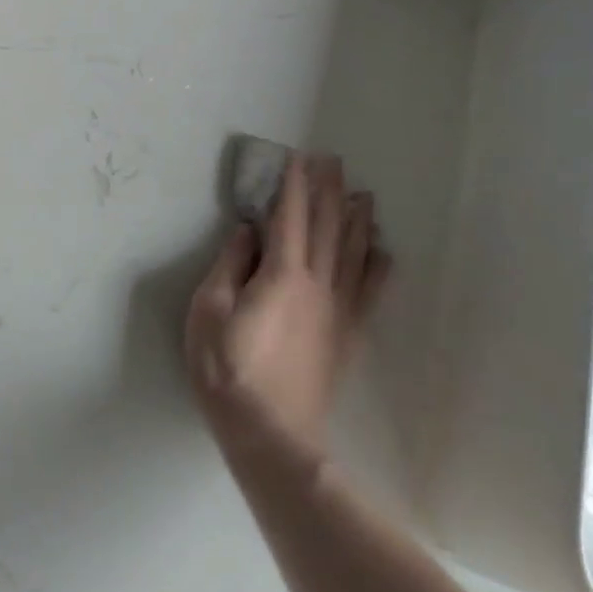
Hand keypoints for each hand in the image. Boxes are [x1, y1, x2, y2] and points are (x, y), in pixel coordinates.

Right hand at [185, 153, 389, 460]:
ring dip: (358, 220)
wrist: (270, 433)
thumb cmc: (228, 369)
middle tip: (334, 161)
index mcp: (281, 274)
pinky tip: (384, 253)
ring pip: (353, 254)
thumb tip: (247, 231)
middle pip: (326, 228)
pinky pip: (369, 293)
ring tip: (364, 195)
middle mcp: (317, 284)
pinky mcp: (347, 336)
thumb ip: (230, 265)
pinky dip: (378, 268)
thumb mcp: (209, 311)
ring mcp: (337, 311)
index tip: (299, 158)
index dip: (294, 186)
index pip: (289, 218)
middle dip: (329, 191)